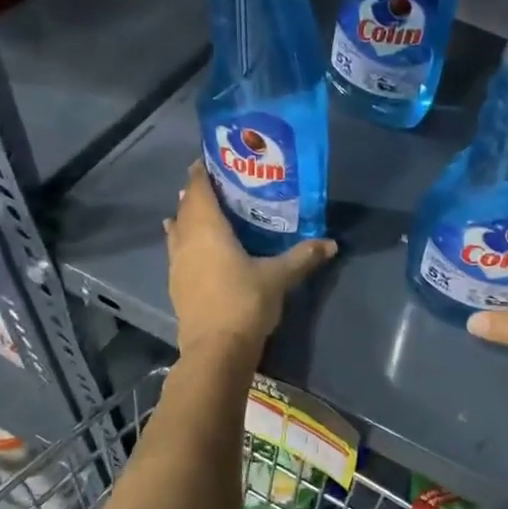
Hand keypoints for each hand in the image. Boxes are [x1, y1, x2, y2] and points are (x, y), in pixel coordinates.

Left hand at [165, 161, 336, 353]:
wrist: (216, 350)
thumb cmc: (245, 302)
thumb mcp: (279, 277)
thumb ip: (303, 256)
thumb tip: (331, 243)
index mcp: (207, 228)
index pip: (199, 189)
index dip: (202, 171)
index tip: (211, 158)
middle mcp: (186, 240)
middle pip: (186, 207)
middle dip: (198, 193)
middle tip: (220, 185)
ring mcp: (177, 264)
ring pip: (178, 229)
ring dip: (188, 217)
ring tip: (205, 211)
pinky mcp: (176, 285)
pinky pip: (178, 251)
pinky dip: (186, 241)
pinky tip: (196, 248)